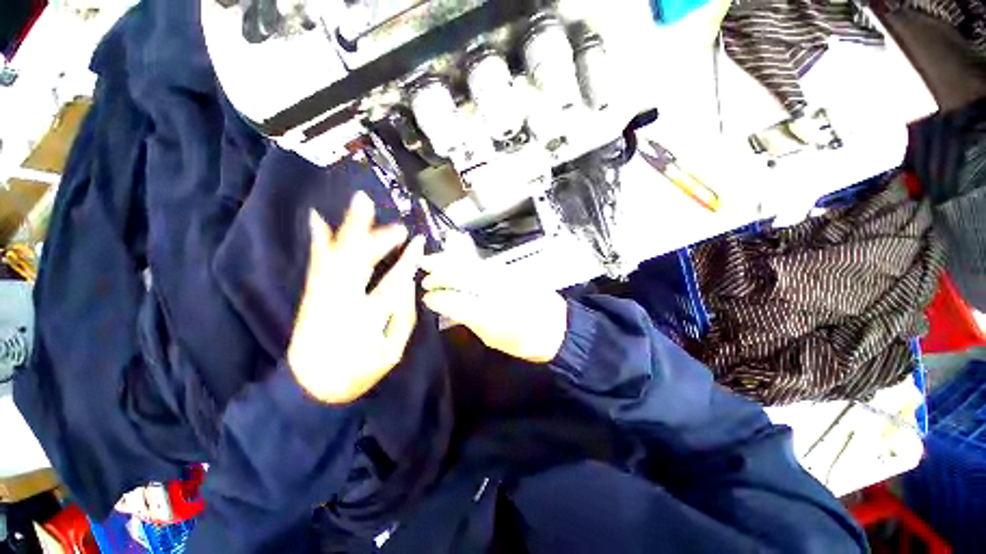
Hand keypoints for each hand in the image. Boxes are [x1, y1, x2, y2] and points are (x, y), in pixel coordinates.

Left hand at [288, 192, 424, 403]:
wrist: (310, 387)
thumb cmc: (358, 372)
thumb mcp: (391, 351)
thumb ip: (403, 316)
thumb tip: (408, 282)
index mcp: (365, 318)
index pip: (393, 282)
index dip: (408, 260)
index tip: (419, 242)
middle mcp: (340, 301)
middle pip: (359, 261)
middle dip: (379, 238)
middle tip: (398, 225)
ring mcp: (321, 295)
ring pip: (337, 255)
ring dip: (351, 228)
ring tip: (362, 204)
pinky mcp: (312, 294)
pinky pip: (317, 263)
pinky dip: (319, 240)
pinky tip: (318, 220)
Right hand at [419, 252, 567, 362]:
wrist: (556, 327)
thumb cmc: (523, 340)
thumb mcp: (493, 338)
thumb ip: (468, 319)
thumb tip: (444, 305)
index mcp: (494, 316)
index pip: (458, 301)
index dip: (439, 298)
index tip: (426, 298)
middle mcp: (499, 291)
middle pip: (463, 276)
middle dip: (439, 274)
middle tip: (423, 276)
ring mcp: (506, 277)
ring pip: (471, 265)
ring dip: (448, 261)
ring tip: (430, 260)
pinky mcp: (511, 271)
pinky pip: (481, 262)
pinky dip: (463, 258)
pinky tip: (453, 256)